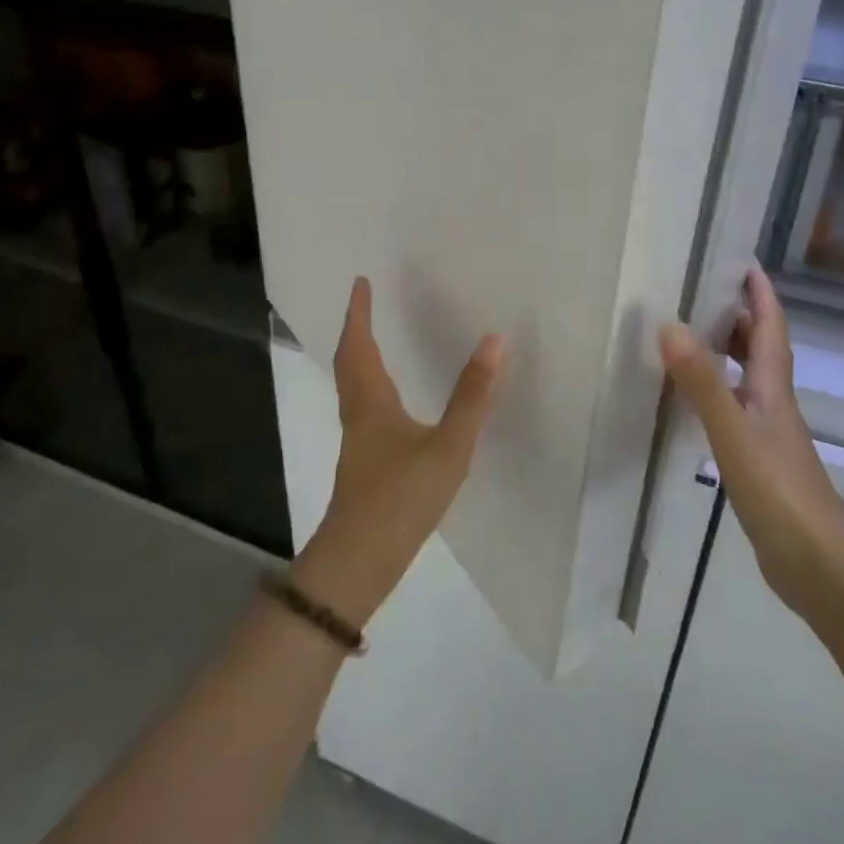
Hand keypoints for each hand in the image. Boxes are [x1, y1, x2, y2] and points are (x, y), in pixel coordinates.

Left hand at [291, 277, 504, 629]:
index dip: (358, 313)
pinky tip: (389, 401)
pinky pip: (362, 406)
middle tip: (366, 303)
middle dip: (356, 329)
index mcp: (371, 402)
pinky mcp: (363, 462)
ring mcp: (357, 441)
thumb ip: (472, 396)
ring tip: (375, 339)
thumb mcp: (447, 446)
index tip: (360, 283)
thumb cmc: (401, 497)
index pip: (359, 345)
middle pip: (350, 362)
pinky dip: (370, 385)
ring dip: (360, 356)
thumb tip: (493, 341)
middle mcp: (358, 414)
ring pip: (352, 386)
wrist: (360, 561)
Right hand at [659, 267, 843, 629]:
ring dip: (724, 352)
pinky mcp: (757, 460)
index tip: (739, 260)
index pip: (770, 325)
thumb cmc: (780, 492)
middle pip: (759, 347)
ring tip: (686, 337)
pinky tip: (691, 401)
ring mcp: (767, 433)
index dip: (759, 292)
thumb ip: (703, 381)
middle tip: (697, 293)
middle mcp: (773, 402)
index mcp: (772, 387)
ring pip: (746, 377)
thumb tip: (670, 325)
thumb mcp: (734, 432)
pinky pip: (734, 408)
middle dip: (736, 315)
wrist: (818, 566)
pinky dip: (714, 391)